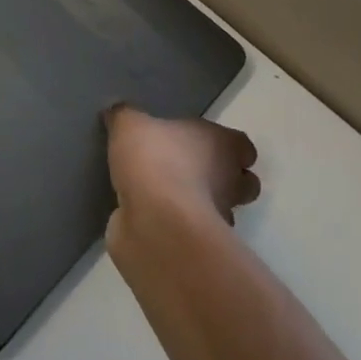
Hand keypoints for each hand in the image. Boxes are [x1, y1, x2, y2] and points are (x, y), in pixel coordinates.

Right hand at [104, 104, 259, 241]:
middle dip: (222, 179)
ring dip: (199, 205)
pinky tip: (152, 218)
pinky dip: (177, 227)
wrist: (155, 224)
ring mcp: (218, 219)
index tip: (204, 144)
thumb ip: (125, 116)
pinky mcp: (198, 247)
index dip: (228, 146)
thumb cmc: (154, 161)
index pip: (243, 146)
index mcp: (222, 146)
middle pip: (241, 183)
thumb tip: (118, 112)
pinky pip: (191, 232)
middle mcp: (230, 182)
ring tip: (166, 196)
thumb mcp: (129, 125)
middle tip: (188, 171)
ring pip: (220, 210)